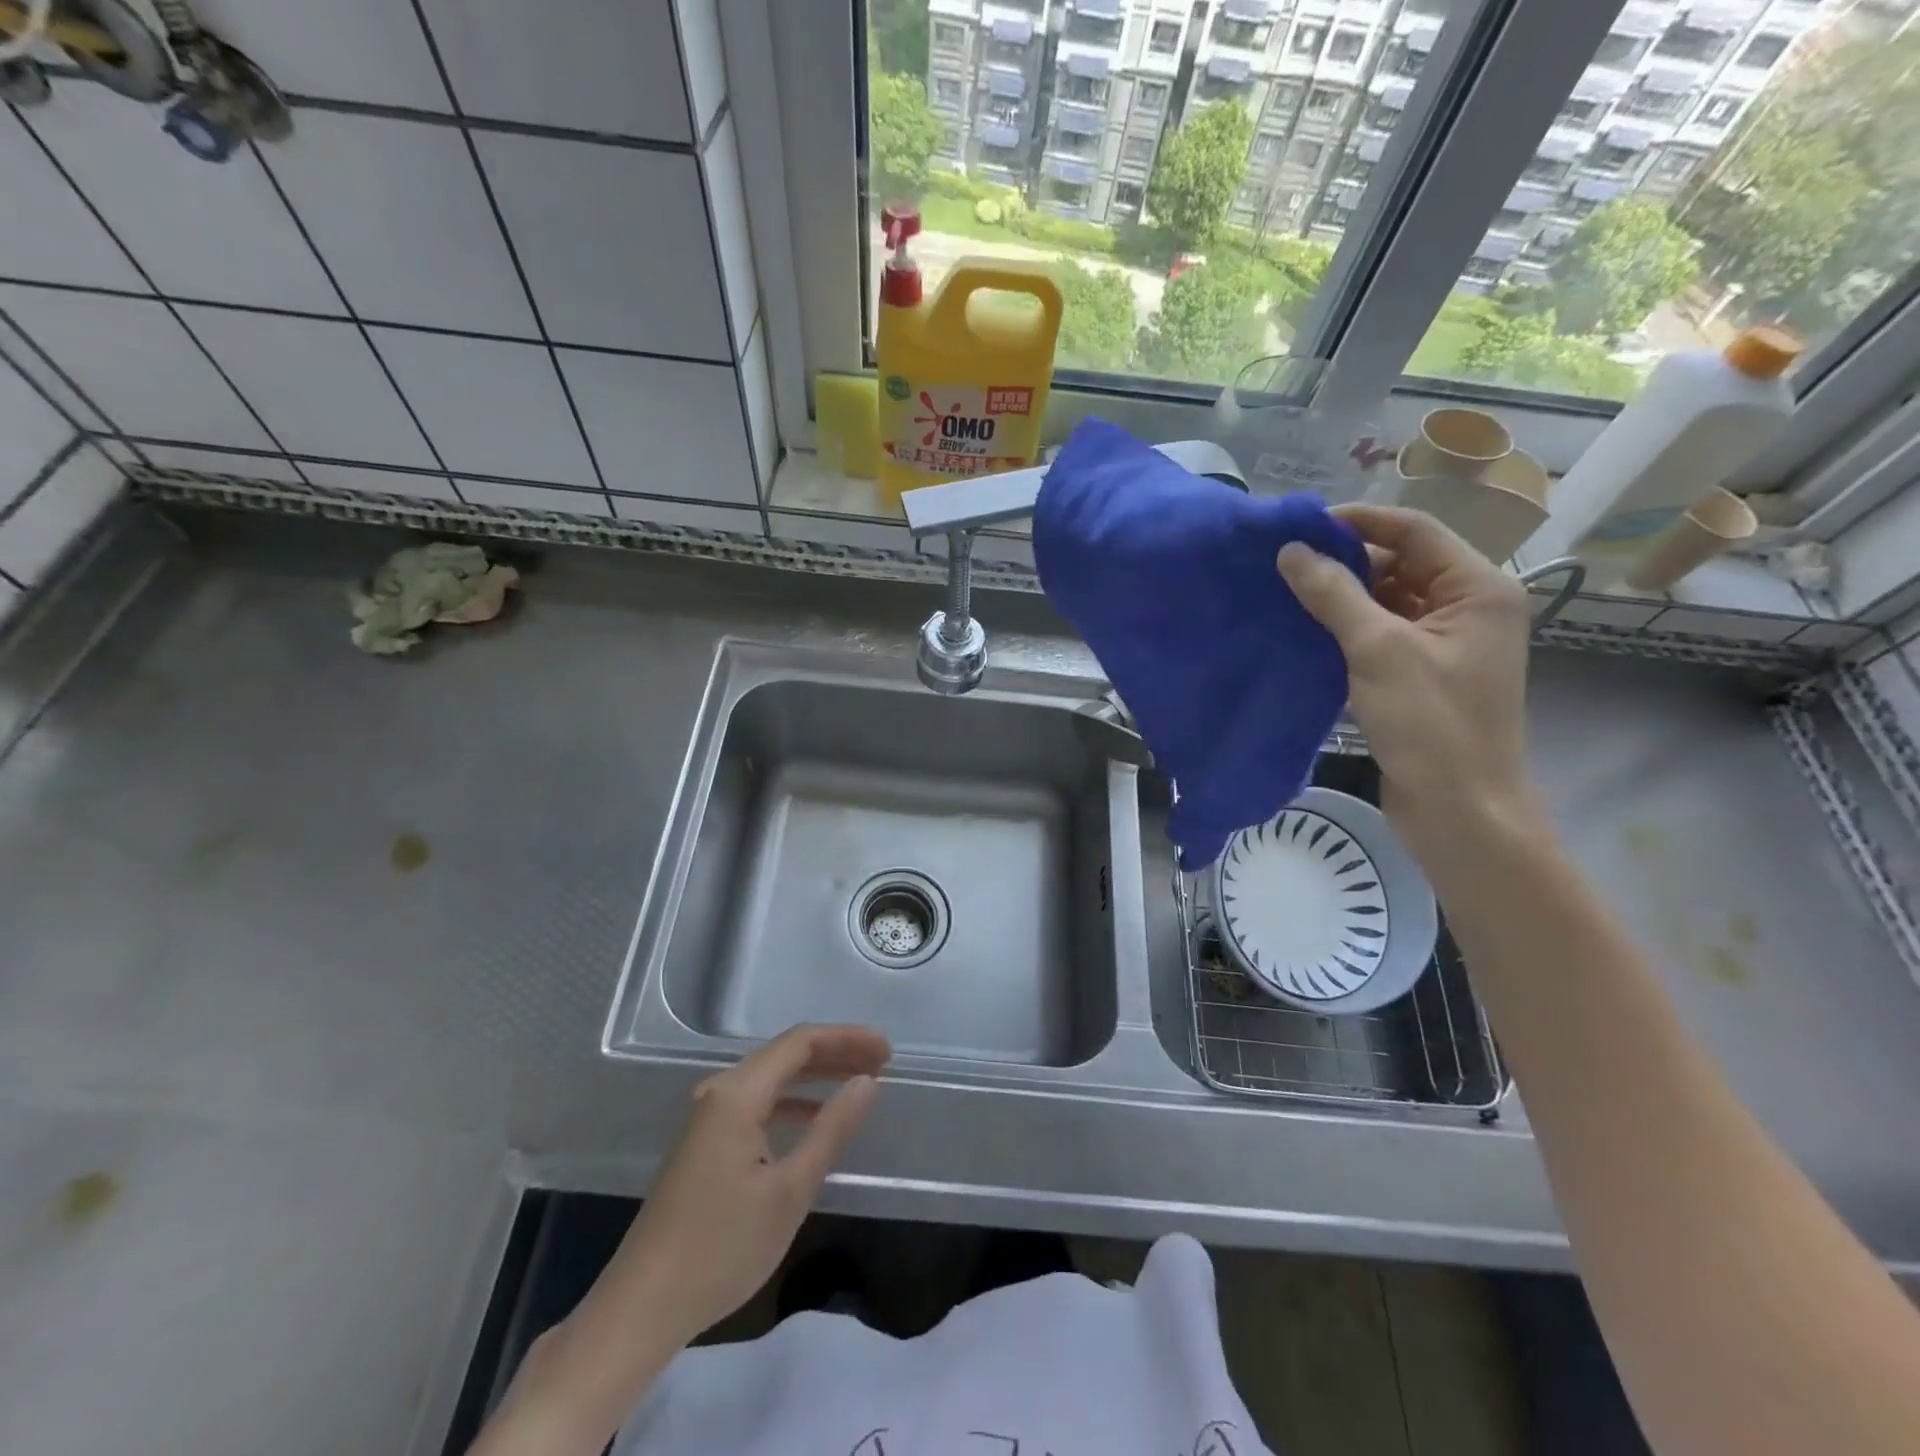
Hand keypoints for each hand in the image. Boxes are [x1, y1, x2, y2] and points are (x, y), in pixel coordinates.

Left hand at [594, 1024, 890, 1349]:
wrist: (641, 1308)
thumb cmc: (721, 1248)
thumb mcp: (790, 1190)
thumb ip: (831, 1129)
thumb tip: (867, 1083)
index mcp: (737, 1093)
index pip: (801, 1043)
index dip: (847, 1039)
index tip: (887, 1051)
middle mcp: (719, 1092)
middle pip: (786, 1054)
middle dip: (836, 1053)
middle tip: (882, 1062)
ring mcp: (707, 1117)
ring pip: (772, 1078)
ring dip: (816, 1076)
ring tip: (859, 1082)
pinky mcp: (704, 1142)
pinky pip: (757, 1102)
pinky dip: (792, 1101)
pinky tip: (814, 1117)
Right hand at [1276, 503, 1537, 845]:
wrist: (1460, 810)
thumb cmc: (1431, 724)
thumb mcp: (1378, 651)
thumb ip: (1334, 595)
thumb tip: (1291, 551)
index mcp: (1477, 589)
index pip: (1414, 530)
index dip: (1359, 521)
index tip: (1300, 527)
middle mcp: (1466, 608)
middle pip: (1400, 564)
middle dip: (1345, 561)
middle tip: (1284, 565)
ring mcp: (1443, 644)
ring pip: (1386, 601)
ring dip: (1340, 598)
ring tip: (1285, 595)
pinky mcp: (1420, 675)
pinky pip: (1379, 636)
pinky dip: (1345, 631)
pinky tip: (1303, 633)